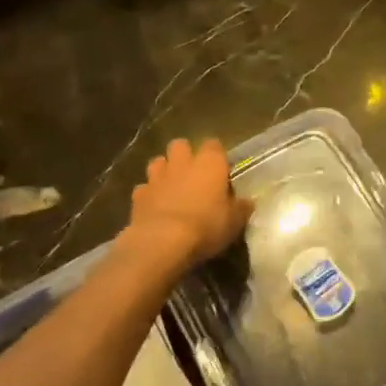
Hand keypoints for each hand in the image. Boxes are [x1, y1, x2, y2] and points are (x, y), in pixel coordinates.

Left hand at [121, 138, 252, 275]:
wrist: (162, 241)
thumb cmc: (206, 226)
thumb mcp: (234, 221)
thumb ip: (240, 208)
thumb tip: (246, 203)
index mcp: (210, 163)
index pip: (214, 144)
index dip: (216, 155)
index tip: (220, 170)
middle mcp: (183, 162)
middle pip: (181, 145)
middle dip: (184, 156)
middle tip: (192, 175)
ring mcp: (157, 177)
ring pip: (158, 162)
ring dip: (164, 171)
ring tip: (170, 188)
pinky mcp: (138, 195)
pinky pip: (143, 188)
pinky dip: (148, 195)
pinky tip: (153, 207)